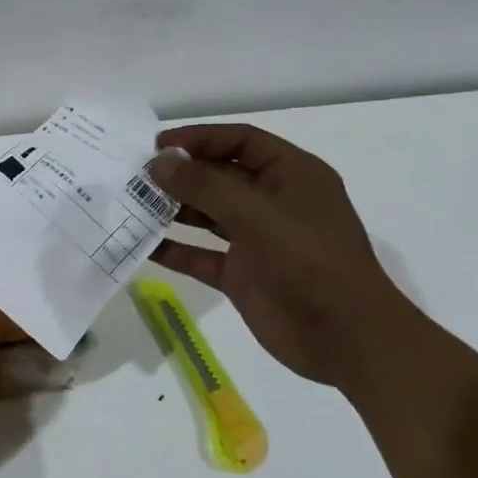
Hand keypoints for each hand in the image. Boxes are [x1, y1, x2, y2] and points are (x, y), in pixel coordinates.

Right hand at [146, 125, 425, 387]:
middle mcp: (273, 203)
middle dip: (179, 175)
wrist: (346, 339)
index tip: (156, 146)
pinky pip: (200, 254)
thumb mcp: (258, 215)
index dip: (199, 138)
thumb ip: (205, 186)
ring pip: (206, 215)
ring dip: (171, 209)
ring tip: (131, 205)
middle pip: (219, 176)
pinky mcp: (241, 274)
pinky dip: (173, 249)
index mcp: (291, 176)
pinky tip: (141, 244)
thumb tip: (159, 162)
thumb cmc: (310, 262)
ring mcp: (256, 240)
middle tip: (134, 176)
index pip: (241, 142)